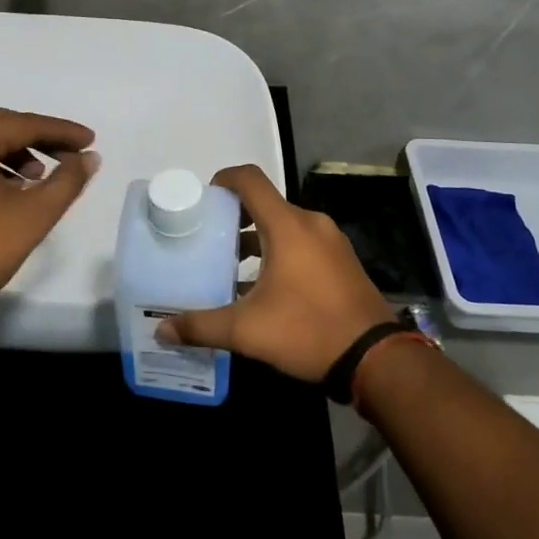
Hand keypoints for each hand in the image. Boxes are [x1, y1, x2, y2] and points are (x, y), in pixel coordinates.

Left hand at [0, 108, 99, 319]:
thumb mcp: (33, 215)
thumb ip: (67, 181)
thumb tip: (90, 158)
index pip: (24, 125)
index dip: (61, 131)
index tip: (90, 140)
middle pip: (2, 127)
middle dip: (40, 138)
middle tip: (72, 153)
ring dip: (18, 153)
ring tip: (42, 177)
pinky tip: (14, 189)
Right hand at [156, 164, 393, 382]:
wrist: (375, 358)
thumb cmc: (307, 331)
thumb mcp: (247, 331)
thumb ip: (202, 326)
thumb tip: (162, 329)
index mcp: (287, 225)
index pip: (250, 180)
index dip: (224, 179)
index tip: (204, 198)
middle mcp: (310, 223)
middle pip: (266, 203)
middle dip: (236, 216)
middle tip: (210, 238)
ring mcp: (331, 241)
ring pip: (285, 225)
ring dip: (258, 237)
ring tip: (233, 266)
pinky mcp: (343, 261)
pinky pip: (303, 242)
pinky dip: (280, 250)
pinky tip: (266, 286)